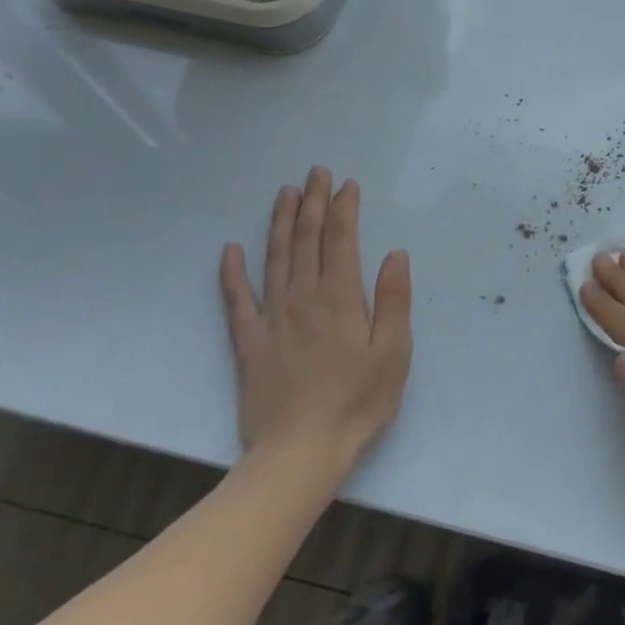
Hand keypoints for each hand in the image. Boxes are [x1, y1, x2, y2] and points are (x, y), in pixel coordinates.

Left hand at [219, 167, 412, 474]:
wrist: (300, 452)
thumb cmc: (358, 403)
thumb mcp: (393, 353)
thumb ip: (393, 300)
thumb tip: (394, 254)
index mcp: (340, 298)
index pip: (341, 240)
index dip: (344, 208)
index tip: (347, 184)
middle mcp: (303, 298)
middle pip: (306, 240)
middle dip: (312, 203)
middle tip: (315, 172)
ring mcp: (271, 319)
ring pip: (274, 259)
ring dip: (279, 223)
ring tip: (285, 193)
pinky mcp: (249, 343)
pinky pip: (236, 300)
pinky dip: (232, 273)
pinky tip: (230, 250)